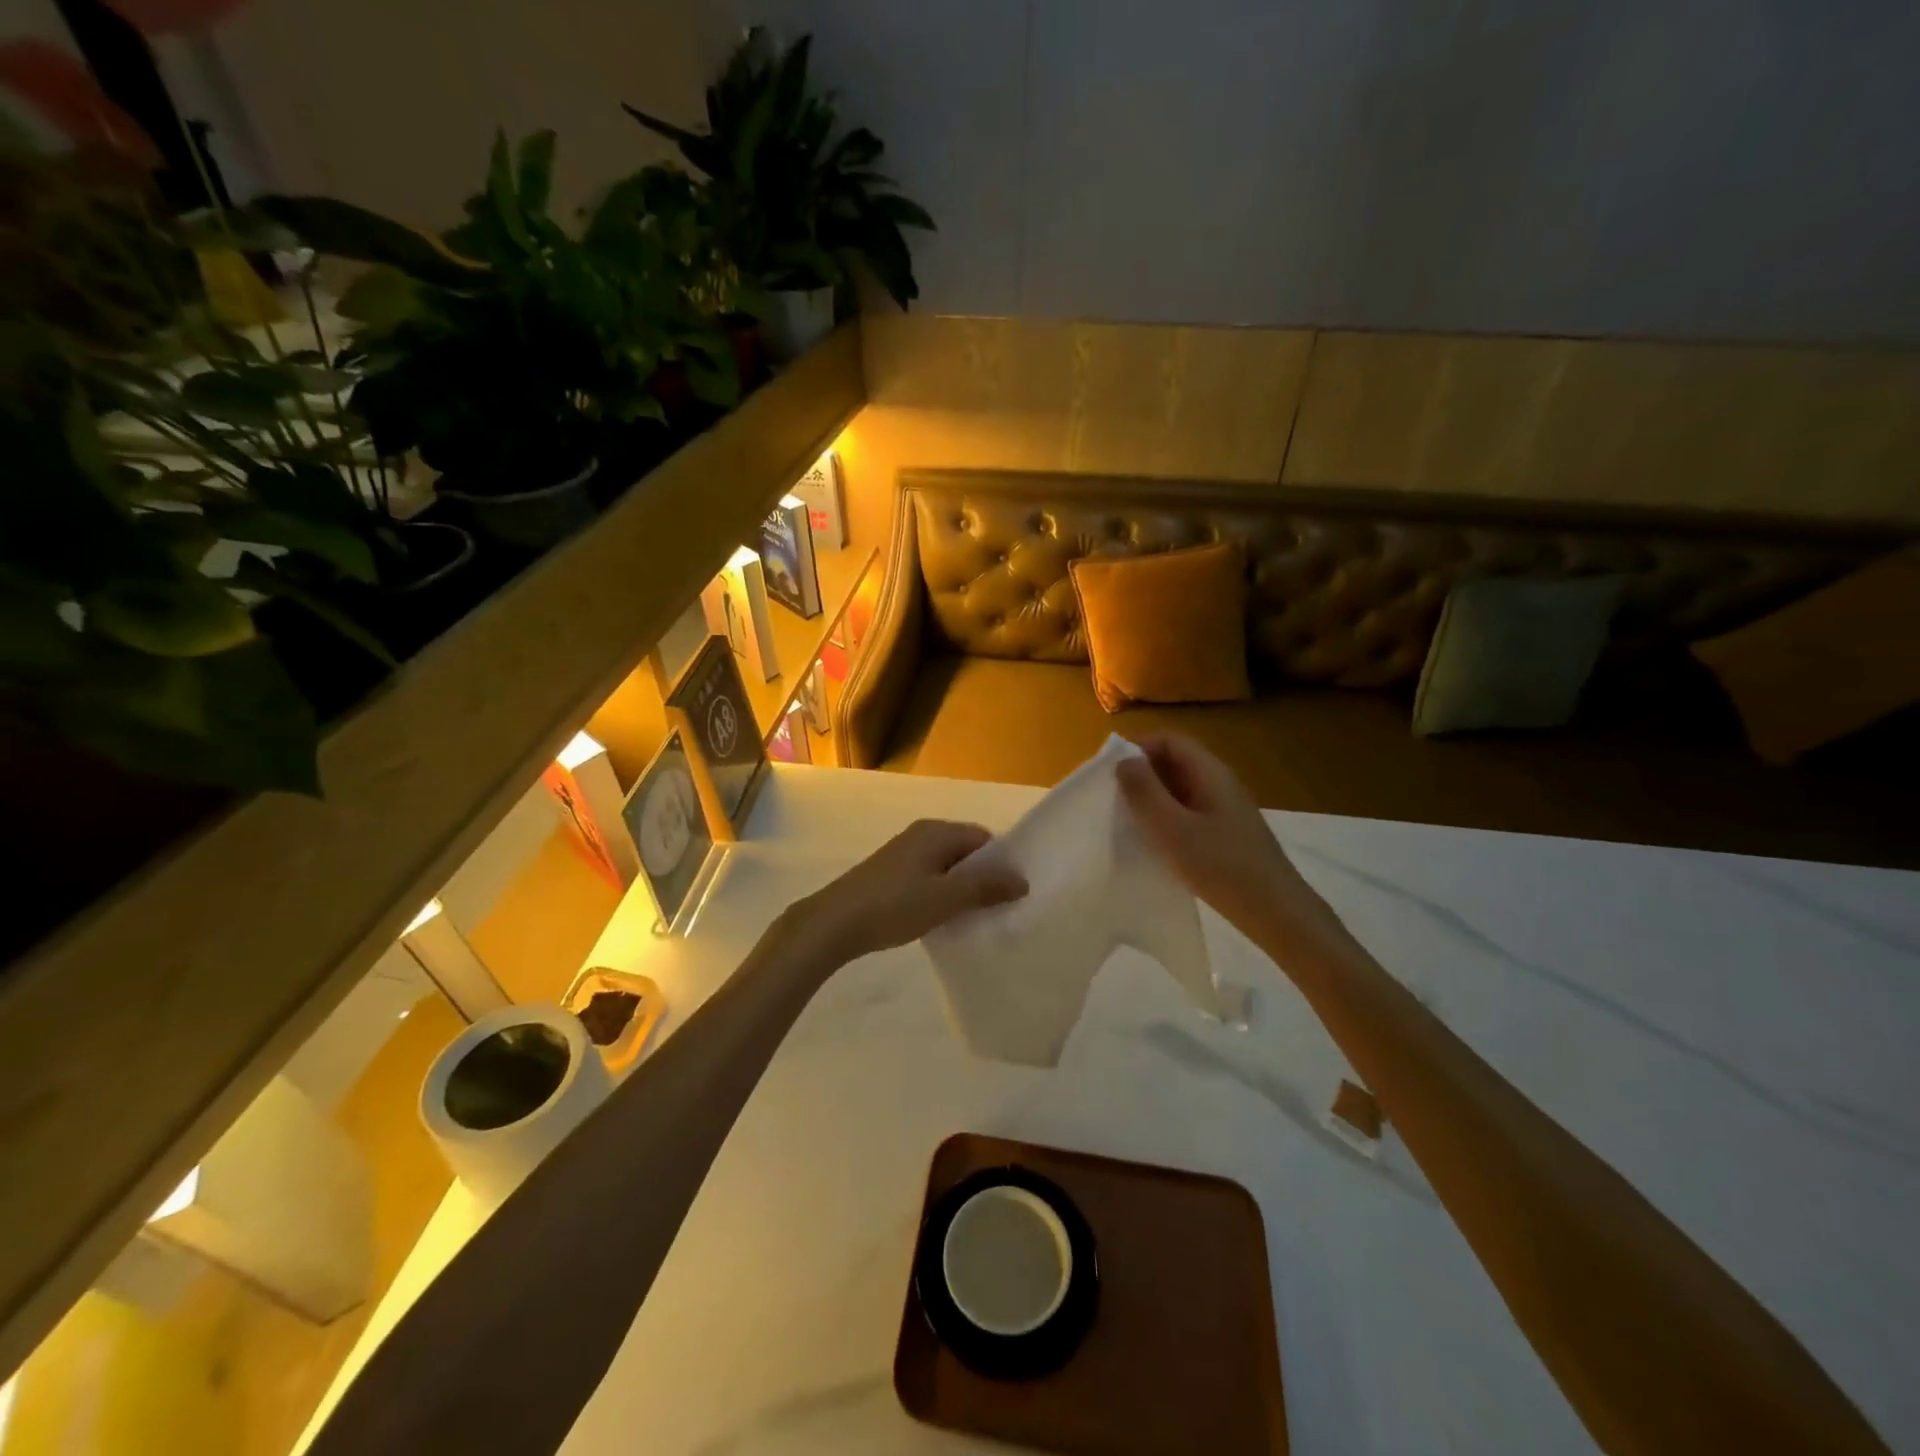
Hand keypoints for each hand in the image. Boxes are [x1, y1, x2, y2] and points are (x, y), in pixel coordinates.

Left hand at [787, 819, 1027, 969]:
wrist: (834, 923)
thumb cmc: (893, 905)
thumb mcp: (945, 898)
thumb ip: (985, 887)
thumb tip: (1022, 880)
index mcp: (936, 832)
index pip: (983, 838)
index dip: (1000, 863)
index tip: (1013, 893)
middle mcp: (921, 835)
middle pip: (965, 851)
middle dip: (983, 877)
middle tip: (999, 909)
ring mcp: (904, 855)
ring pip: (947, 867)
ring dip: (962, 889)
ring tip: (975, 917)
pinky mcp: (891, 875)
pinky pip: (929, 878)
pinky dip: (941, 894)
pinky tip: (943, 919)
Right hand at [1117, 734, 1350, 952]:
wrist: (1275, 911)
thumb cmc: (1220, 866)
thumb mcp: (1172, 829)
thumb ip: (1144, 792)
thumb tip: (1124, 762)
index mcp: (1210, 772)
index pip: (1169, 740)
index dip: (1138, 748)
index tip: (1111, 774)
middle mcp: (1220, 782)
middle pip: (1175, 761)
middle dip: (1142, 774)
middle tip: (1113, 800)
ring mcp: (1225, 808)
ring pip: (1181, 788)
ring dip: (1153, 798)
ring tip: (1128, 822)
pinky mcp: (1226, 832)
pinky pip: (1190, 811)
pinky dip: (1167, 818)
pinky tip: (1155, 843)